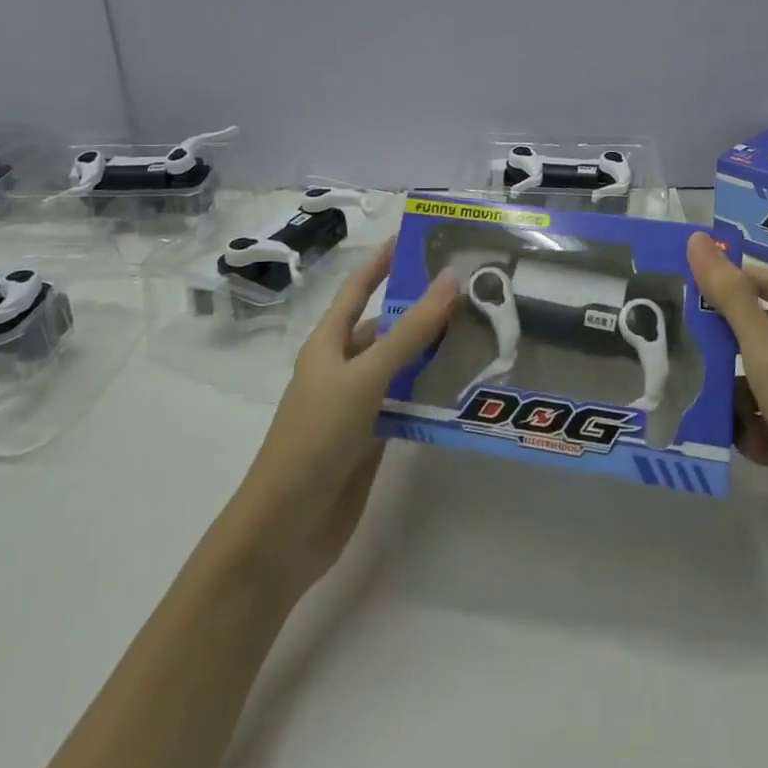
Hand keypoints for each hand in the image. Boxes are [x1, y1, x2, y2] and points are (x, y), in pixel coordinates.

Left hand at [225, 241, 459, 596]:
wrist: (285, 529)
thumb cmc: (316, 438)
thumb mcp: (365, 376)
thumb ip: (410, 332)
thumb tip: (450, 279)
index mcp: (328, 344)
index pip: (358, 289)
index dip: (382, 262)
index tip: (415, 237)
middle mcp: (343, 368)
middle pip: (387, 328)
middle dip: (423, 311)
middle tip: (473, 292)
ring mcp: (357, 405)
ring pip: (401, 368)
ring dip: (433, 354)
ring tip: (482, 335)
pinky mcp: (372, 439)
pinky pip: (407, 405)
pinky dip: (431, 395)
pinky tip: (465, 389)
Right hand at [687, 232, 767, 533]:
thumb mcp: (767, 353)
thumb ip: (730, 297)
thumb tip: (697, 240)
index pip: (765, 281)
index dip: (728, 276)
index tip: (683, 283)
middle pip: (754, 329)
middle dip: (720, 341)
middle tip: (680, 344)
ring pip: (752, 376)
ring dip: (733, 393)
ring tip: (716, 409)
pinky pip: (761, 414)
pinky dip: (751, 426)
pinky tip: (752, 446)